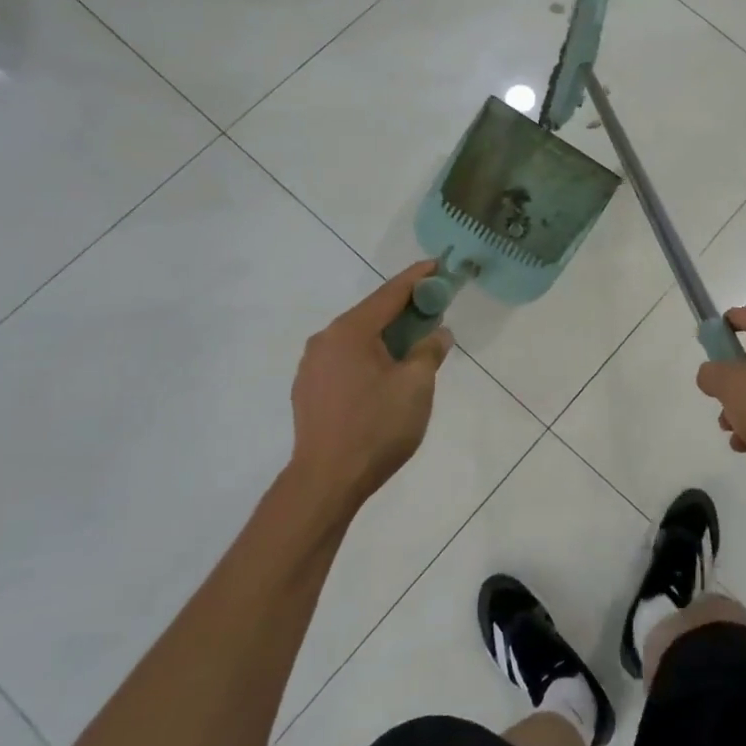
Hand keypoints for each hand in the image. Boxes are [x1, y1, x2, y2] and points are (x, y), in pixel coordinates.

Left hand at [289, 262, 452, 508]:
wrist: (326, 481)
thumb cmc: (376, 427)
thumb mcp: (416, 386)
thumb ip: (429, 352)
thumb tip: (437, 334)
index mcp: (350, 331)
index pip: (390, 294)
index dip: (417, 278)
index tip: (438, 264)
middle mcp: (325, 340)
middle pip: (371, 314)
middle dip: (404, 309)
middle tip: (434, 308)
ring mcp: (312, 365)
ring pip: (357, 339)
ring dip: (386, 335)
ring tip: (413, 344)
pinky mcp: (308, 389)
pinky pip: (345, 359)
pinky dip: (369, 356)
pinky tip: (385, 373)